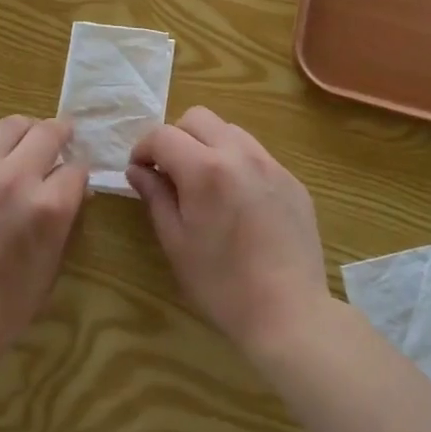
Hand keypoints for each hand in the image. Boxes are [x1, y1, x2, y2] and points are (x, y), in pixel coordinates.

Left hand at [0, 116, 86, 378]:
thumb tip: (73, 189)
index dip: (79, 173)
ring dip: (24, 132)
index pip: (76, 168)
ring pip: (8, 125)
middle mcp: (15, 179)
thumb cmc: (4, 308)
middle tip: (59, 141)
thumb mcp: (51, 266)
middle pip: (47, 131)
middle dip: (60, 135)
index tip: (75, 179)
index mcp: (48, 207)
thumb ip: (64, 220)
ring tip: (23, 145)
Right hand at [127, 107, 330, 358]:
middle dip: (176, 137)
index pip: (163, 135)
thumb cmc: (222, 284)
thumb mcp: (176, 242)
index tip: (139, 170)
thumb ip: (155, 196)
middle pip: (198, 118)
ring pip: (230, 130)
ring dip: (208, 144)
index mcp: (205, 169)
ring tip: (205, 182)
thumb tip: (137, 170)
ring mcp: (271, 164)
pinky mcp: (293, 180)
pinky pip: (257, 155)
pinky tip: (238, 201)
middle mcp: (239, 154)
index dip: (143, 148)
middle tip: (170, 172)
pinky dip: (237, 163)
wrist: (290, 313)